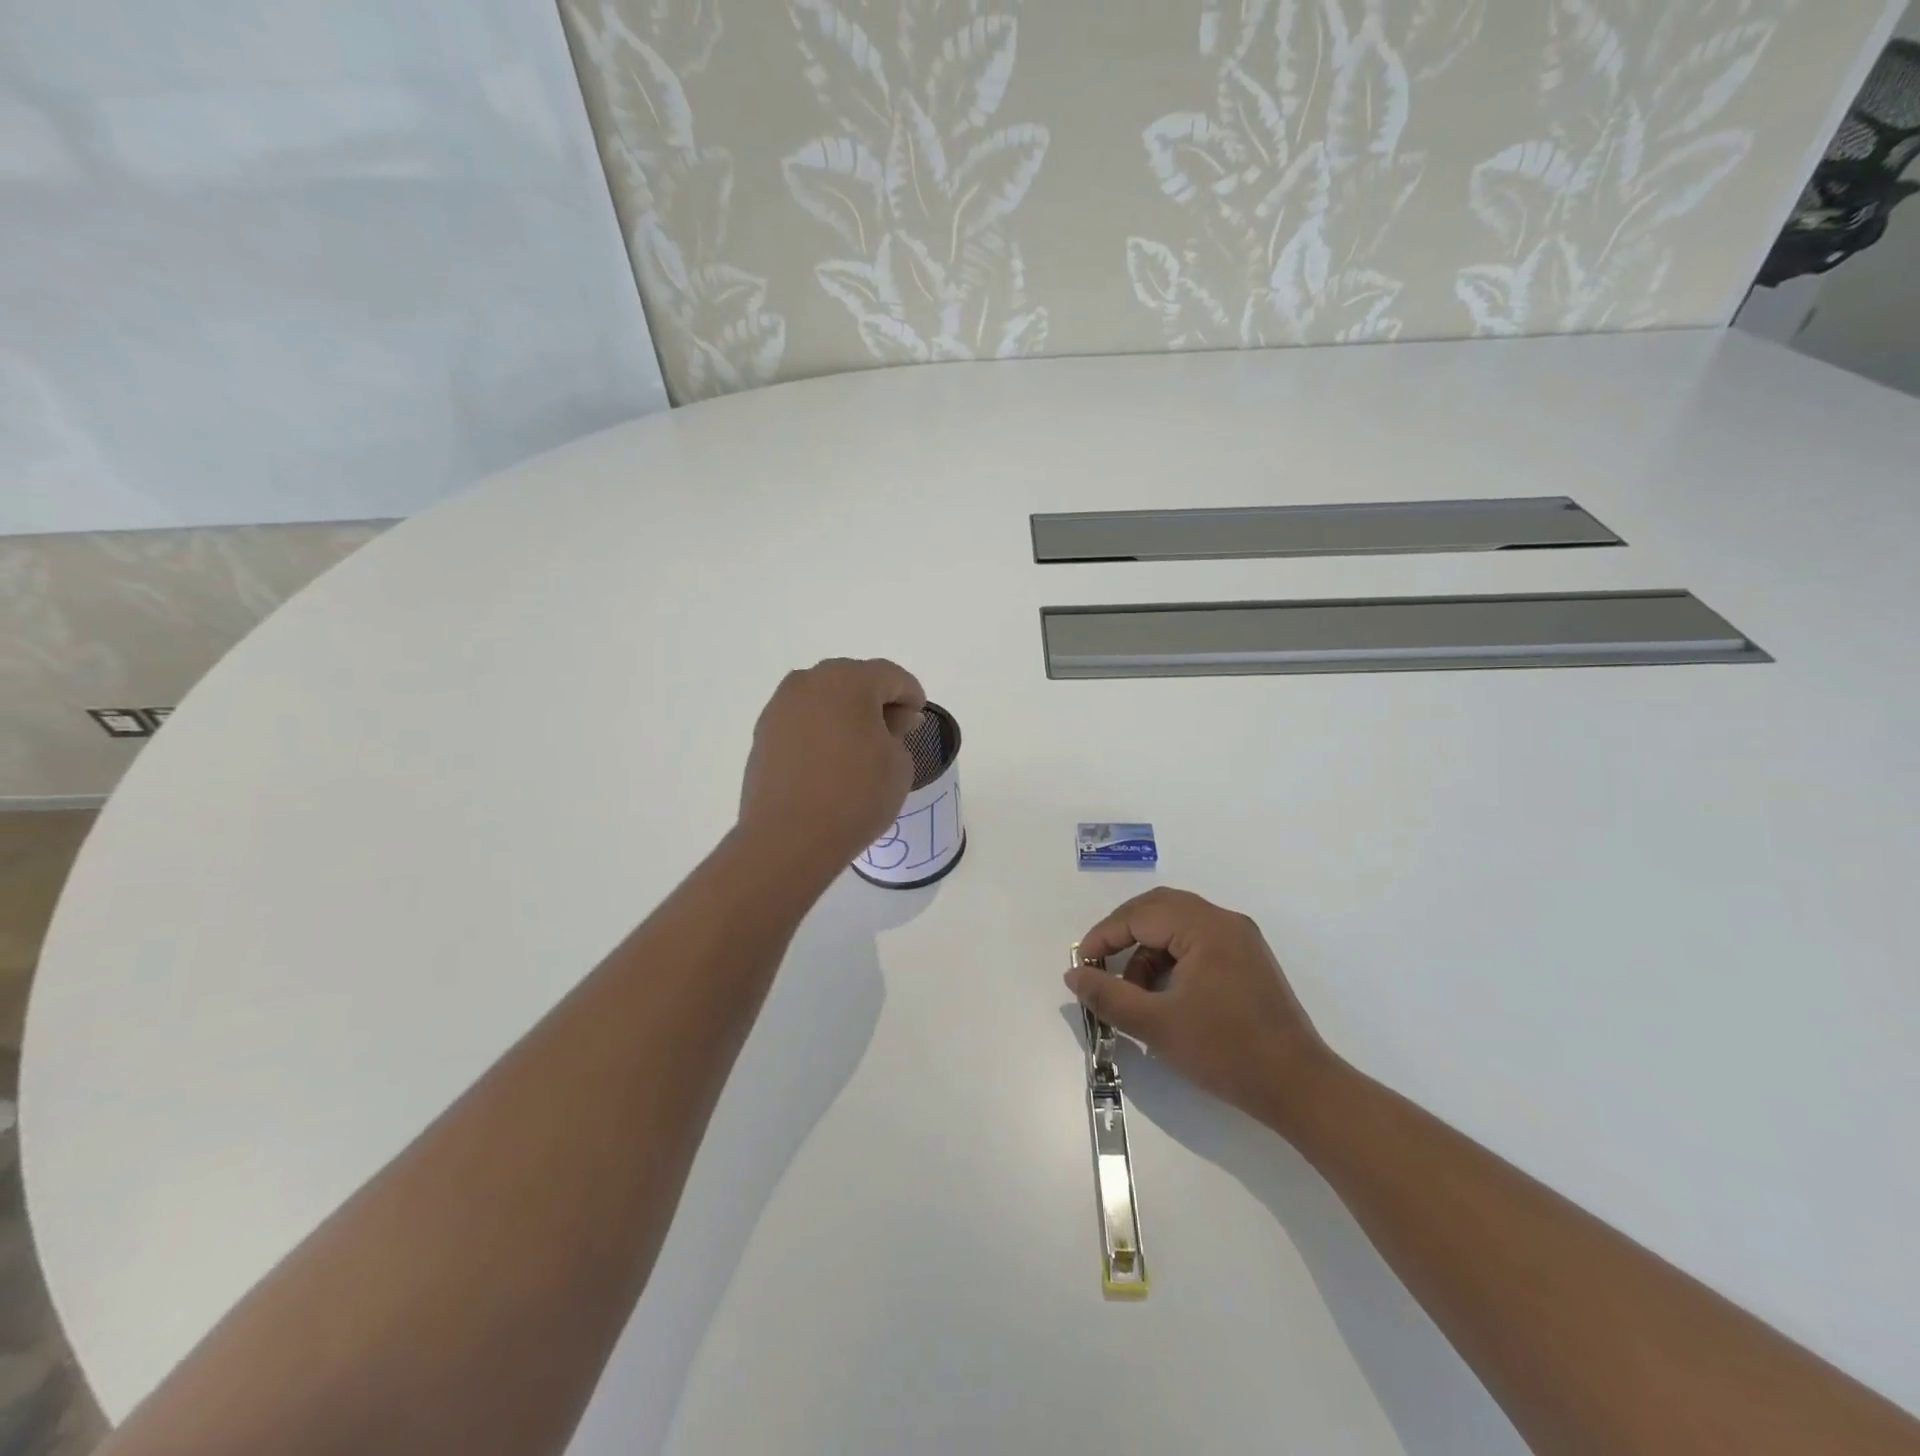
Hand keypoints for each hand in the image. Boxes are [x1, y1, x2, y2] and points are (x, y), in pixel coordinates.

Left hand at [738, 658, 926, 871]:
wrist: (788, 838)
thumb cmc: (855, 796)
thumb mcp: (898, 763)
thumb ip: (899, 731)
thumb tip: (892, 719)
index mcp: (849, 680)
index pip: (891, 676)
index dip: (911, 695)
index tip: (918, 720)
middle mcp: (810, 682)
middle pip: (853, 679)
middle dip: (876, 700)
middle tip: (893, 732)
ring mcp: (780, 706)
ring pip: (824, 698)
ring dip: (845, 713)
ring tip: (860, 748)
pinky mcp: (763, 733)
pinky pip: (802, 720)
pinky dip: (820, 730)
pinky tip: (830, 760)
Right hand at [1067, 888, 1331, 1132]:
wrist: (1299, 1088)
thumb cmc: (1226, 1052)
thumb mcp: (1157, 1026)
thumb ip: (1109, 996)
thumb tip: (1074, 975)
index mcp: (1205, 927)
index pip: (1140, 914)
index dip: (1104, 936)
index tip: (1083, 967)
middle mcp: (1224, 921)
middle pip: (1159, 908)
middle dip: (1123, 934)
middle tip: (1100, 965)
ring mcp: (1240, 939)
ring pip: (1177, 925)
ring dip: (1147, 950)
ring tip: (1134, 992)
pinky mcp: (1247, 960)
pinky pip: (1196, 942)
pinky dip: (1170, 959)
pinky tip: (1163, 995)